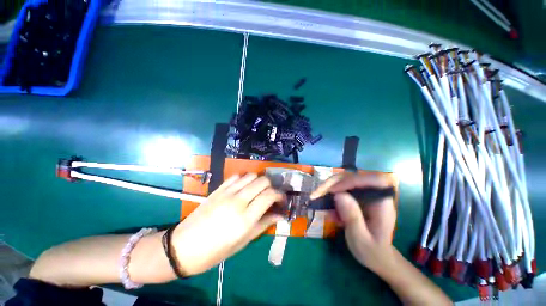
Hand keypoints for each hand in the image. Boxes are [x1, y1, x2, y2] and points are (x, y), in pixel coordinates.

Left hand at [172, 173, 284, 275]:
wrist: (184, 247)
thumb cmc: (216, 251)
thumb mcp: (243, 241)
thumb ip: (264, 224)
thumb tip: (280, 215)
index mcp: (245, 219)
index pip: (269, 195)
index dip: (280, 195)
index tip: (282, 200)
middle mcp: (238, 201)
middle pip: (262, 181)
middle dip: (271, 186)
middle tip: (271, 195)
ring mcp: (227, 193)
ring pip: (251, 175)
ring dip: (259, 181)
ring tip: (258, 190)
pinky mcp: (218, 189)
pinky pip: (237, 176)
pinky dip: (245, 179)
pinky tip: (244, 187)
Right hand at [310, 172, 396, 271]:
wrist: (376, 255)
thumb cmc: (372, 251)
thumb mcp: (361, 239)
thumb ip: (352, 217)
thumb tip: (338, 195)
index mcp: (383, 203)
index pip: (372, 180)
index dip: (351, 181)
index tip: (332, 191)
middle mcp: (373, 194)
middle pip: (353, 177)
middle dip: (332, 184)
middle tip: (316, 194)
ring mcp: (364, 194)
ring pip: (344, 181)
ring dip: (328, 189)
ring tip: (317, 200)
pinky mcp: (356, 196)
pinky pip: (341, 189)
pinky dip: (330, 196)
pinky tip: (328, 211)